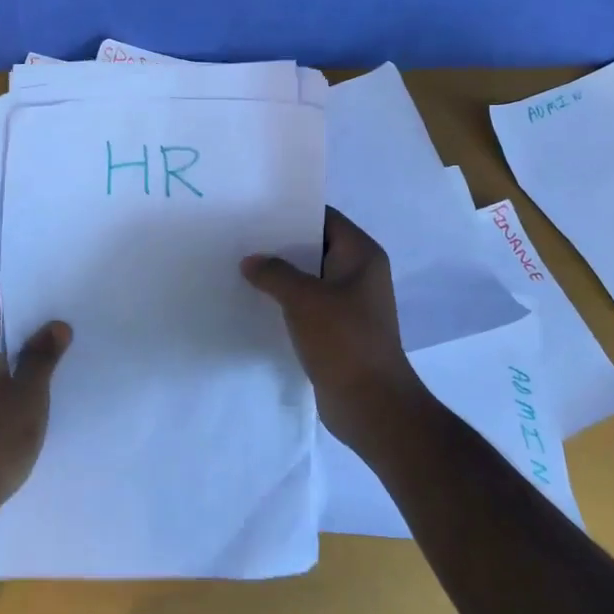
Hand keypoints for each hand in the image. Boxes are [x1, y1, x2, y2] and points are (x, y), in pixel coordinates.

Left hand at [0, 273, 70, 532]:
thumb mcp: (29, 393)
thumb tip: (56, 325)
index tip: (50, 273)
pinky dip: (9, 359)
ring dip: (18, 336)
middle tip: (63, 300)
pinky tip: (39, 369)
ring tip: (58, 331)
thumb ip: (43, 354)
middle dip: (23, 306)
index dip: (18, 278)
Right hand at [242, 207, 424, 451]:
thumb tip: (251, 261)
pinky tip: (256, 301)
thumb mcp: (303, 298)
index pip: (326, 218)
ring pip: (310, 278)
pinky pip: (308, 305)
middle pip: (316, 246)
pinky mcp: (339, 329)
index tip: (257, 209)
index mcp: (362, 255)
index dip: (293, 212)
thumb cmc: (343, 340)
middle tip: (243, 237)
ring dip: (281, 275)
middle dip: (281, 244)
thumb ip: (274, 272)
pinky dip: (286, 301)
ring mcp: (350, 303)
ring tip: (242, 267)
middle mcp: (359, 273)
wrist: (371, 404)